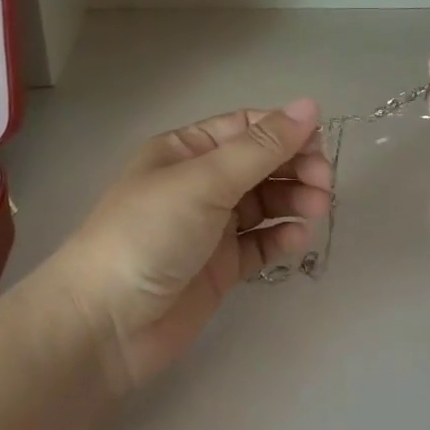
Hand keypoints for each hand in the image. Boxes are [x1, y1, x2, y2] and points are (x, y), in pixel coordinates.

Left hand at [46, 100, 333, 392]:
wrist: (106, 323)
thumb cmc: (149, 235)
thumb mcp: (204, 181)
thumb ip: (261, 148)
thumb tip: (310, 105)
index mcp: (185, 150)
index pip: (245, 128)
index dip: (284, 131)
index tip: (320, 145)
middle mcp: (198, 183)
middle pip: (259, 164)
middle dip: (294, 167)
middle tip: (323, 184)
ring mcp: (209, 227)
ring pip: (264, 203)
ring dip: (293, 201)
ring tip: (317, 210)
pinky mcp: (220, 267)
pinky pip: (259, 243)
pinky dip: (280, 237)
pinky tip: (296, 239)